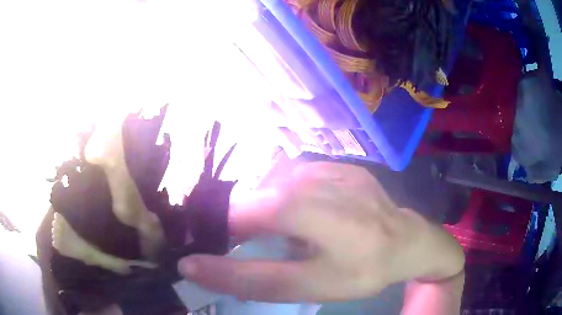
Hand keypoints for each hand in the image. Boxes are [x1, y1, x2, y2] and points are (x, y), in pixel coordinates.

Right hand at [178, 162, 463, 301]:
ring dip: (267, 212)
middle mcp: (311, 174)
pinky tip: (307, 217)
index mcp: (304, 206)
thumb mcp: (309, 285)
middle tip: (250, 247)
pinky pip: (298, 179)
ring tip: (284, 236)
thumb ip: (250, 278)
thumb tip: (190, 266)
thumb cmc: (365, 269)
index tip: (209, 245)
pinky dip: (289, 199)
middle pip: (253, 196)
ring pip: (273, 186)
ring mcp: (328, 165)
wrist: (409, 241)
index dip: (214, 227)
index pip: (235, 211)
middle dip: (241, 222)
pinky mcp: (339, 166)